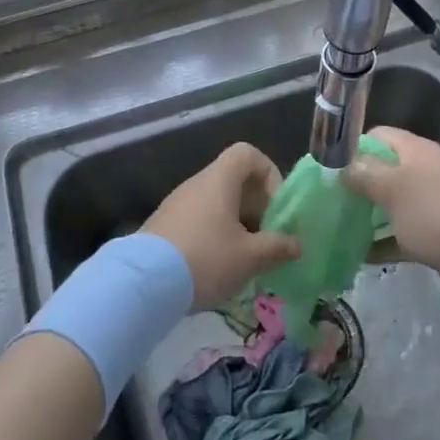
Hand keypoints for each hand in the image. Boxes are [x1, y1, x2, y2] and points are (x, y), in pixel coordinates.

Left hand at [144, 143, 300, 309]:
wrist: (142, 284)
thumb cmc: (205, 260)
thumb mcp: (249, 257)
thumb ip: (277, 248)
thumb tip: (297, 244)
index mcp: (218, 181)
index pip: (247, 154)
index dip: (269, 174)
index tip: (275, 207)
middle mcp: (196, 184)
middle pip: (234, 181)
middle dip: (256, 207)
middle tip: (266, 239)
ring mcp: (176, 205)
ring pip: (216, 203)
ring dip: (236, 225)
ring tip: (245, 258)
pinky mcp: (163, 226)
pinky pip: (198, 220)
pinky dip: (214, 235)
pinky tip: (217, 267)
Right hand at [345, 127, 439, 301]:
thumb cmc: (438, 213)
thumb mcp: (393, 188)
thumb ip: (364, 175)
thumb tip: (342, 167)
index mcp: (416, 152)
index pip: (378, 136)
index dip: (353, 148)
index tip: (328, 169)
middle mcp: (424, 174)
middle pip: (384, 172)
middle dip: (356, 186)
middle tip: (326, 203)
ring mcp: (432, 206)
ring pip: (392, 206)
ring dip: (367, 217)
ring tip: (335, 229)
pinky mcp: (437, 237)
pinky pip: (402, 236)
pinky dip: (383, 243)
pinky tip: (357, 256)